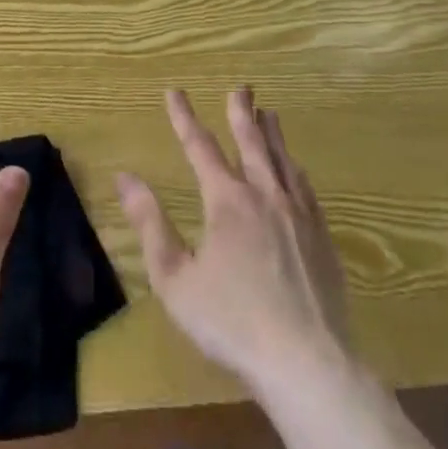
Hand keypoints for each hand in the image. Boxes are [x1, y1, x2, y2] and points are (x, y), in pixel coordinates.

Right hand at [117, 88, 350, 398]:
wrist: (307, 362)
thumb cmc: (231, 321)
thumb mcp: (175, 278)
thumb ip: (150, 224)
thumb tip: (125, 177)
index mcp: (226, 201)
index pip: (200, 146)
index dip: (184, 117)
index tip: (174, 91)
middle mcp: (264, 195)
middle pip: (251, 141)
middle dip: (241, 112)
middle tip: (241, 87)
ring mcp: (298, 214)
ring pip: (283, 160)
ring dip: (272, 133)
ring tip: (269, 113)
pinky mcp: (322, 237)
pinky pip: (306, 188)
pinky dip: (295, 168)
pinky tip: (296, 169)